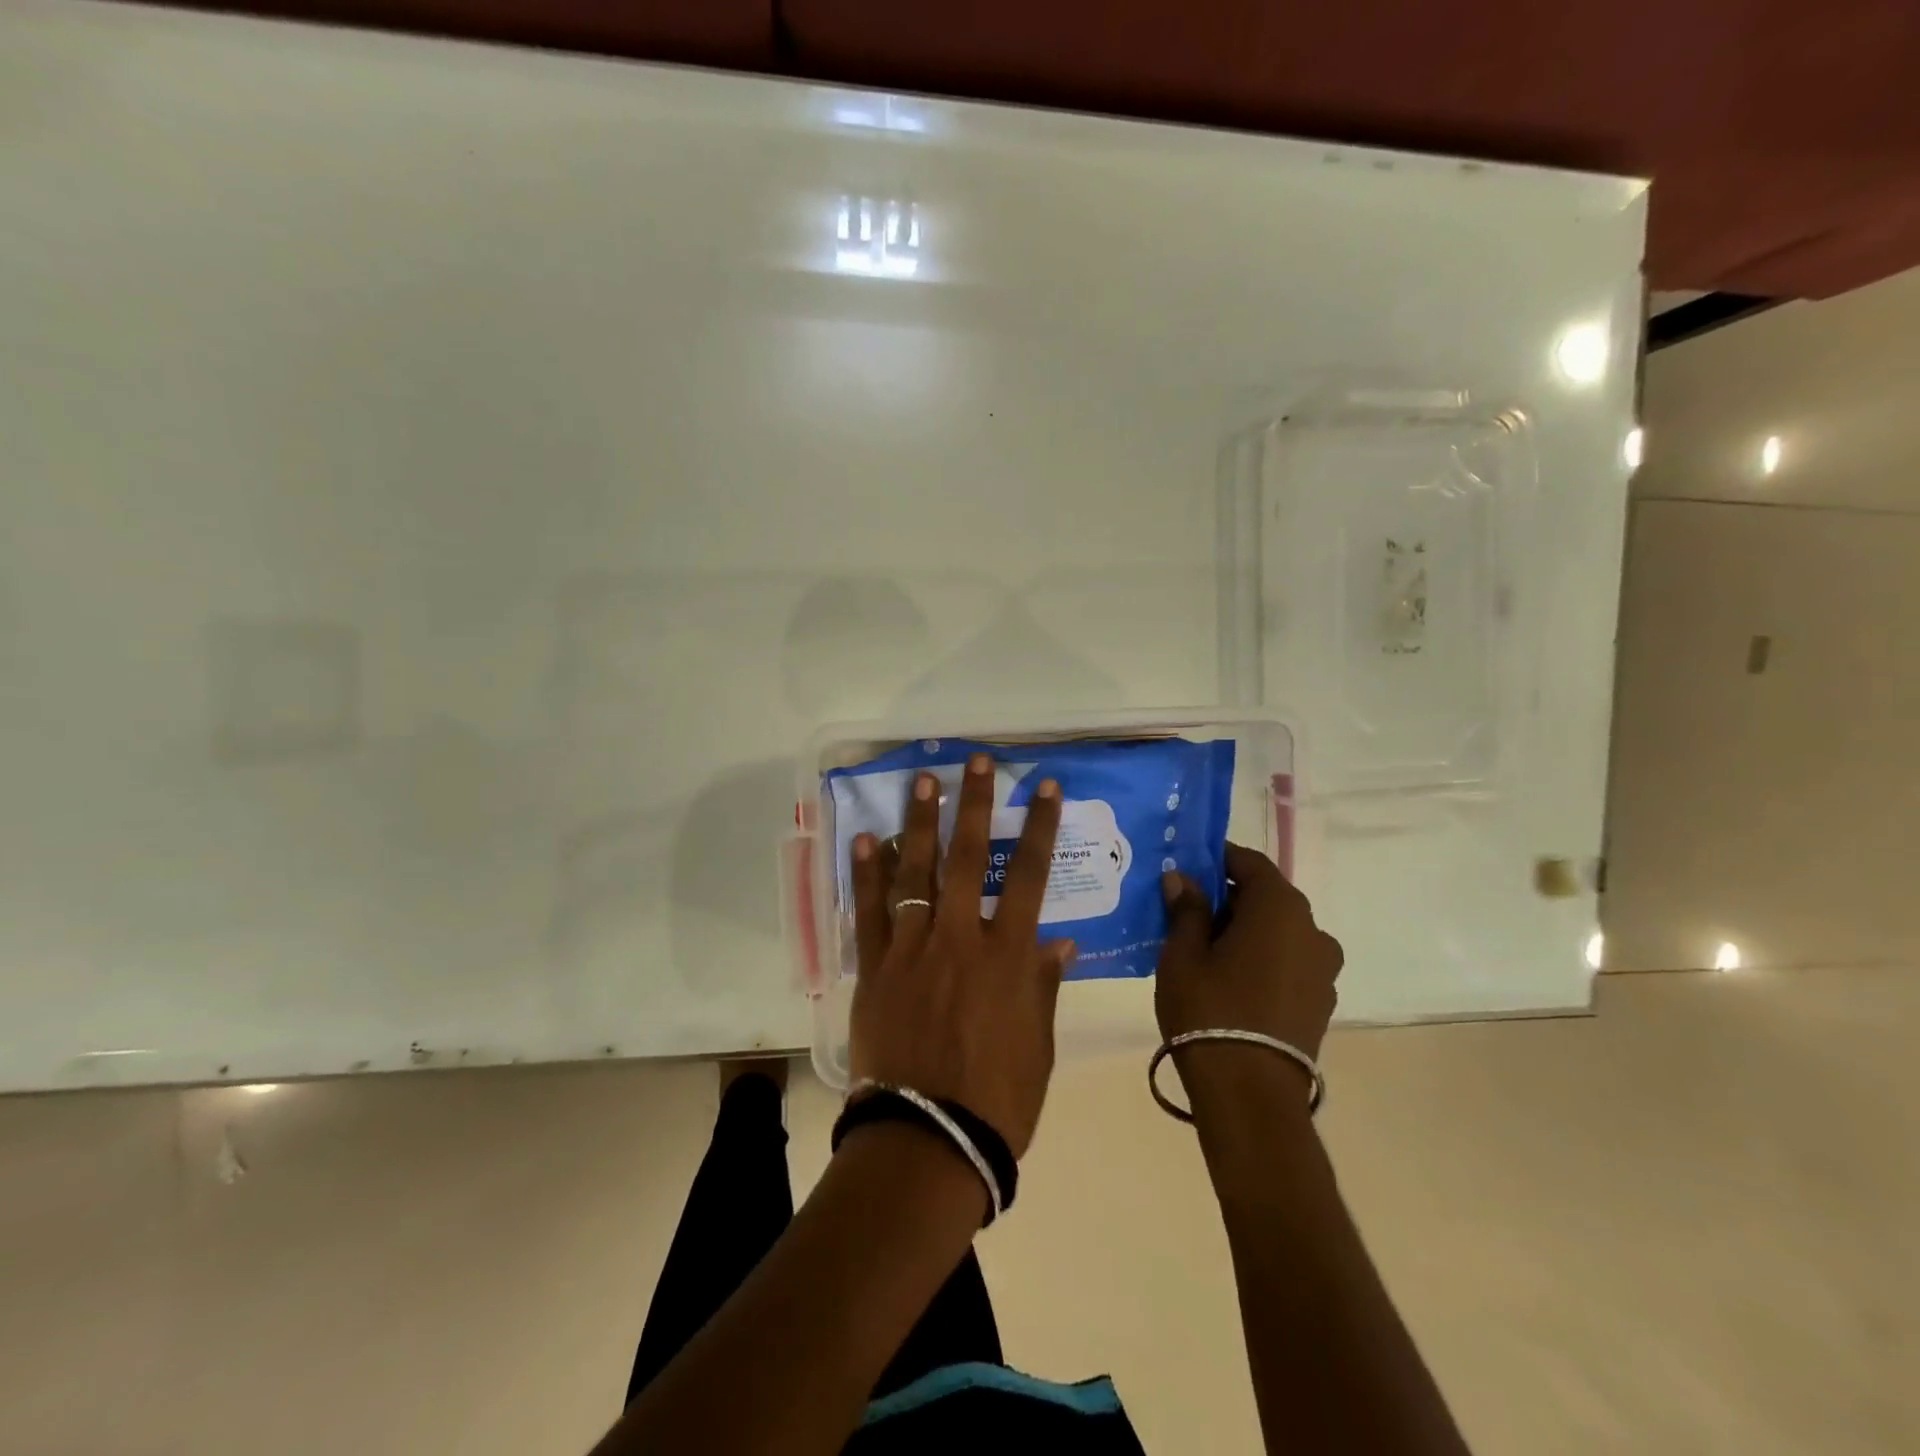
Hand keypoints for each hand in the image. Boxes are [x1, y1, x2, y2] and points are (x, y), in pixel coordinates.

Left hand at [847, 753, 1076, 1158]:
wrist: (929, 1140)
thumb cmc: (998, 1099)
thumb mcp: (1038, 1044)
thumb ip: (1042, 986)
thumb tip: (1060, 944)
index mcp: (1007, 956)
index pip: (1028, 875)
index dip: (1037, 827)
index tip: (1044, 786)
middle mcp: (960, 938)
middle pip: (967, 857)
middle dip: (973, 804)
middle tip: (973, 761)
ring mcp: (912, 949)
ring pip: (915, 871)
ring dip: (919, 822)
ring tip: (921, 779)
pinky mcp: (875, 968)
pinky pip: (869, 911)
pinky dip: (867, 873)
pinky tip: (865, 838)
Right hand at [1156, 843, 1342, 1062]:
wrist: (1250, 1094)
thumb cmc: (1210, 1009)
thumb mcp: (1183, 954)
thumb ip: (1186, 909)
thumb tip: (1182, 878)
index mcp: (1280, 908)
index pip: (1249, 862)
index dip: (1217, 859)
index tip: (1186, 866)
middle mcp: (1312, 930)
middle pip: (1266, 897)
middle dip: (1227, 897)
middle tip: (1185, 910)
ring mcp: (1322, 969)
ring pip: (1278, 931)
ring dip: (1245, 930)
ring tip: (1205, 950)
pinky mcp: (1320, 1002)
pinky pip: (1287, 961)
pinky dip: (1261, 958)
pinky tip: (1230, 979)